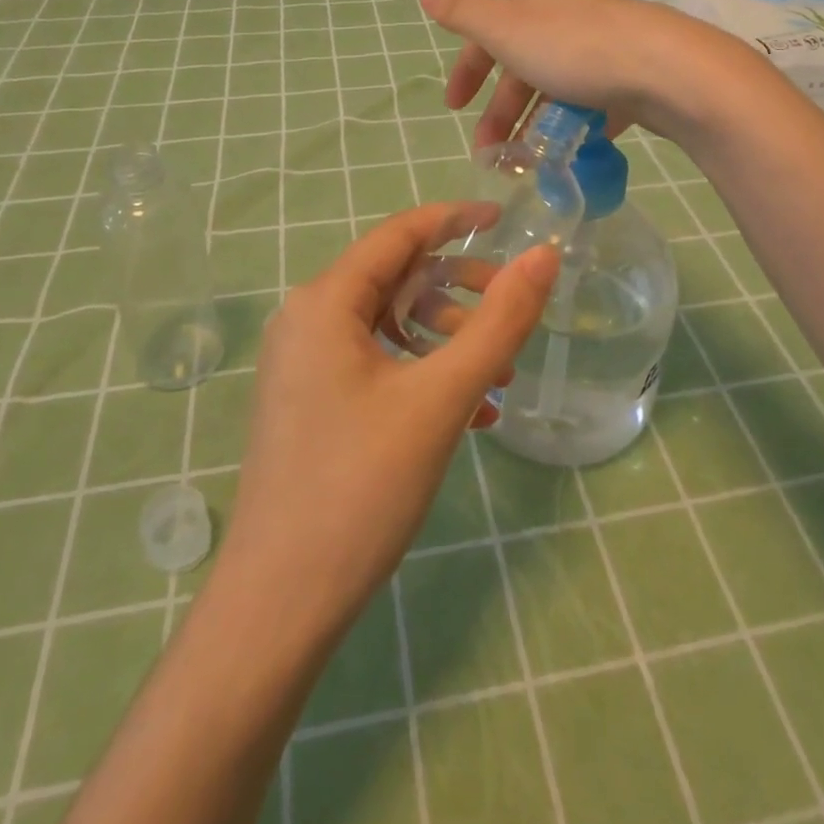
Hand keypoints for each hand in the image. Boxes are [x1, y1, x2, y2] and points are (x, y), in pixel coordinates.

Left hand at [216, 204, 559, 633]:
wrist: (280, 603)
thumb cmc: (361, 486)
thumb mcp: (442, 397)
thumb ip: (500, 322)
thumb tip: (543, 257)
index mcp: (325, 301)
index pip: (399, 234)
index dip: (455, 219)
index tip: (505, 222)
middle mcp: (307, 319)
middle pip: (395, 278)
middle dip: (459, 291)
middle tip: (512, 312)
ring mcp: (304, 363)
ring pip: (389, 324)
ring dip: (446, 339)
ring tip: (496, 375)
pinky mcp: (310, 401)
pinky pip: (375, 363)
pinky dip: (422, 373)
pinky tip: (468, 411)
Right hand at [419, 0, 743, 148]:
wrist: (668, 69)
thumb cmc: (576, 50)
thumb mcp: (508, 30)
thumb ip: (464, 14)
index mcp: (537, 5)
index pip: (489, 34)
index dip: (468, 70)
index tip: (454, 109)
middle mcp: (571, 18)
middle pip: (524, 65)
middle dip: (501, 110)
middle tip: (491, 154)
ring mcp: (607, 46)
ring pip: (559, 86)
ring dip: (536, 123)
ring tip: (528, 163)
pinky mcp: (635, 75)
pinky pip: (595, 100)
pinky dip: (578, 123)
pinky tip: (576, 147)